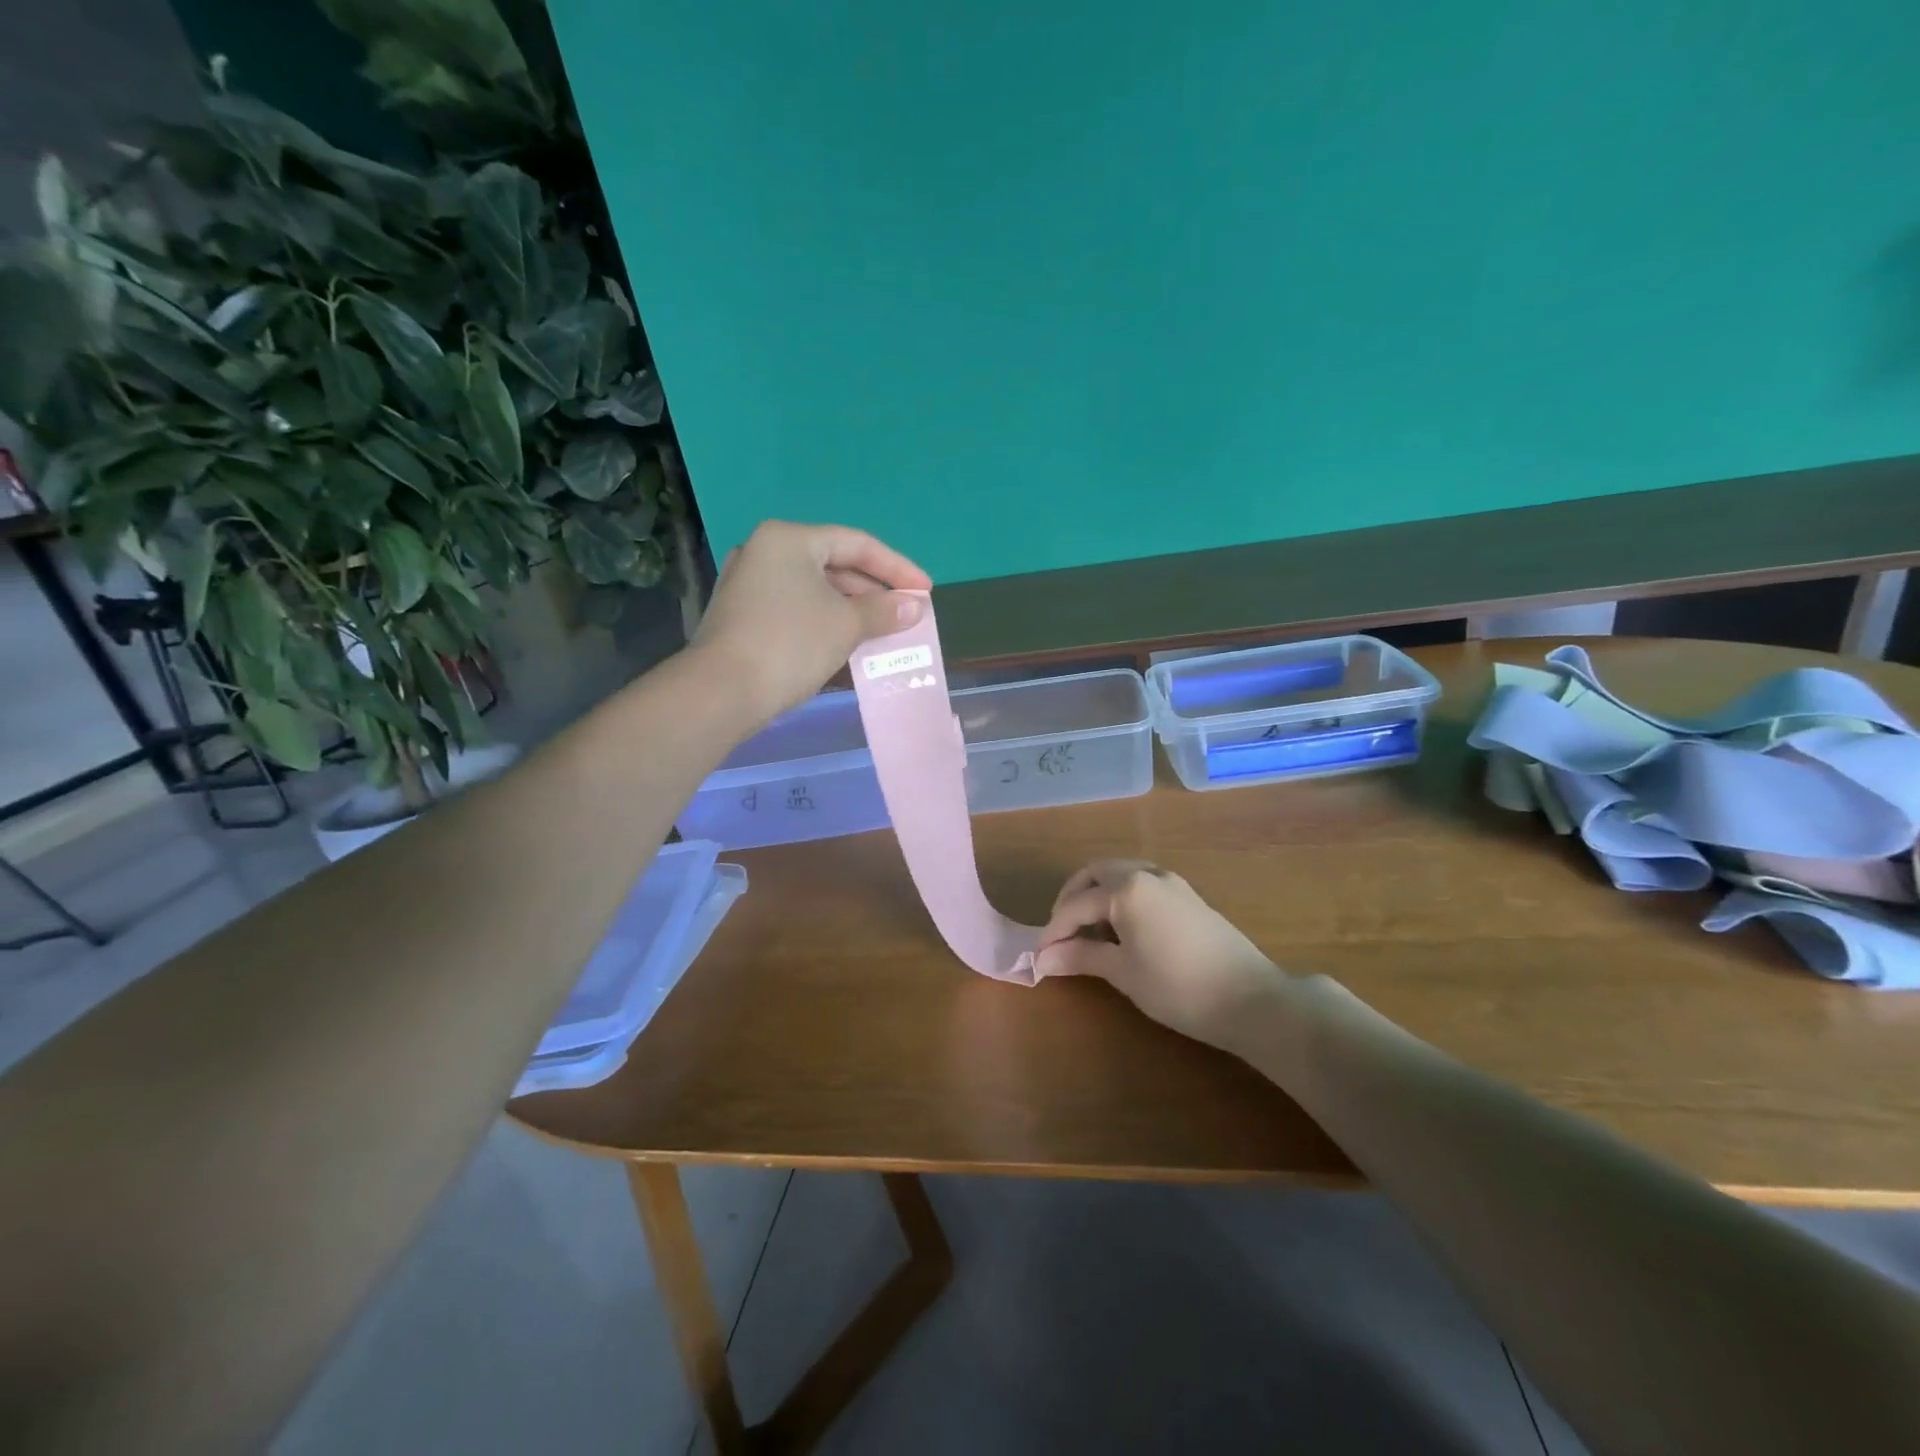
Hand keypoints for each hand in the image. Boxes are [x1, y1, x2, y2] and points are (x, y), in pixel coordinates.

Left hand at [690, 520, 931, 725]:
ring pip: (815, 588)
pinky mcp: (743, 614)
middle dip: (874, 590)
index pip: (856, 544)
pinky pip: (797, 607)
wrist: (722, 691)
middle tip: (906, 613)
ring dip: (852, 608)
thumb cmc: (790, 644)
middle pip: (834, 563)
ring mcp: (749, 583)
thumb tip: (914, 607)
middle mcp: (765, 551)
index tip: (926, 592)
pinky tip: (848, 642)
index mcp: (789, 539)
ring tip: (884, 630)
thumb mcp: (846, 624)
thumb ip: (884, 611)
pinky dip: (826, 620)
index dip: (897, 568)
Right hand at [1036, 860, 1286, 1051]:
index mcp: (1126, 888)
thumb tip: (1043, 958)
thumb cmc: (1177, 987)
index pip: (1076, 904)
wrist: (1250, 999)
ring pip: (1122, 872)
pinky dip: (1122, 895)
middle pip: (1097, 872)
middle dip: (1073, 897)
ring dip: (1099, 892)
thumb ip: (1081, 957)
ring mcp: (1171, 882)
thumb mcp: (1123, 973)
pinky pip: (1143, 881)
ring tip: (1090, 929)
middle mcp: (1147, 874)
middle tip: (1061, 930)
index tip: (1040, 955)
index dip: (1054, 930)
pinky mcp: (1188, 895)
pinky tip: (1123, 928)